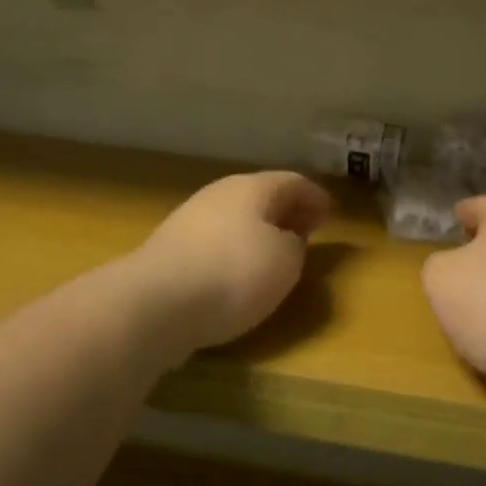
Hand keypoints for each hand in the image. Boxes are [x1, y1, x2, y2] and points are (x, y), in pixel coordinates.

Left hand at [126, 171, 332, 361]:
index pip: (292, 182)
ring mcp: (189, 220)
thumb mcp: (285, 262)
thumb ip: (295, 246)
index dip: (314, 197)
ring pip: (235, 218)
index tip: (330, 213)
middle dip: (285, 212)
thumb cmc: (233, 274)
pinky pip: (214, 242)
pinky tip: (237, 273)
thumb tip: (287, 241)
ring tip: (275, 254)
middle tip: (306, 230)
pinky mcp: (169, 250)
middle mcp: (219, 195)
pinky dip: (234, 250)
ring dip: (258, 232)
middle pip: (260, 196)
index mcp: (251, 188)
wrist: (155, 303)